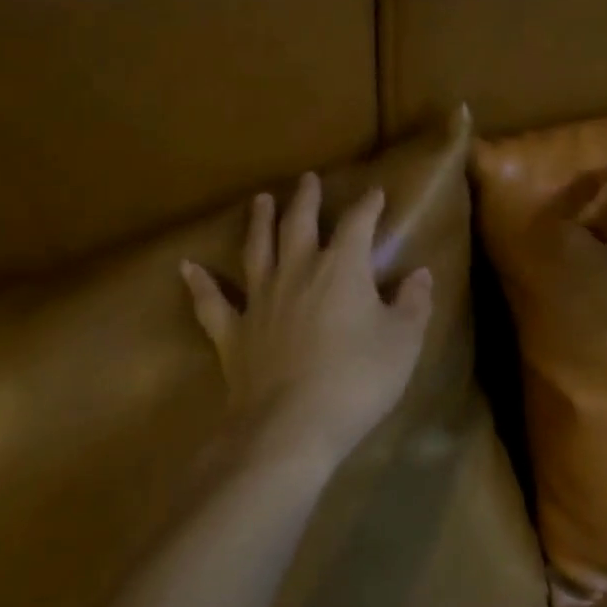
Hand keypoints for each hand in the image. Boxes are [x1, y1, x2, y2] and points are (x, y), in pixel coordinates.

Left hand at [181, 174, 433, 468]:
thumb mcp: (403, 342)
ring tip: (260, 200)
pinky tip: (186, 266)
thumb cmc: (357, 380)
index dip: (368, 206)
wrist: (291, 427)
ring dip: (259, 222)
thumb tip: (420, 274)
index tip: (375, 192)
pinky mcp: (233, 332)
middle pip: (299, 223)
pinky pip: (212, 302)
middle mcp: (297, 271)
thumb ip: (414, 303)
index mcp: (341, 268)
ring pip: (257, 249)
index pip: (357, 224)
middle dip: (306, 199)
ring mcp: (259, 300)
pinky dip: (199, 283)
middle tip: (307, 179)